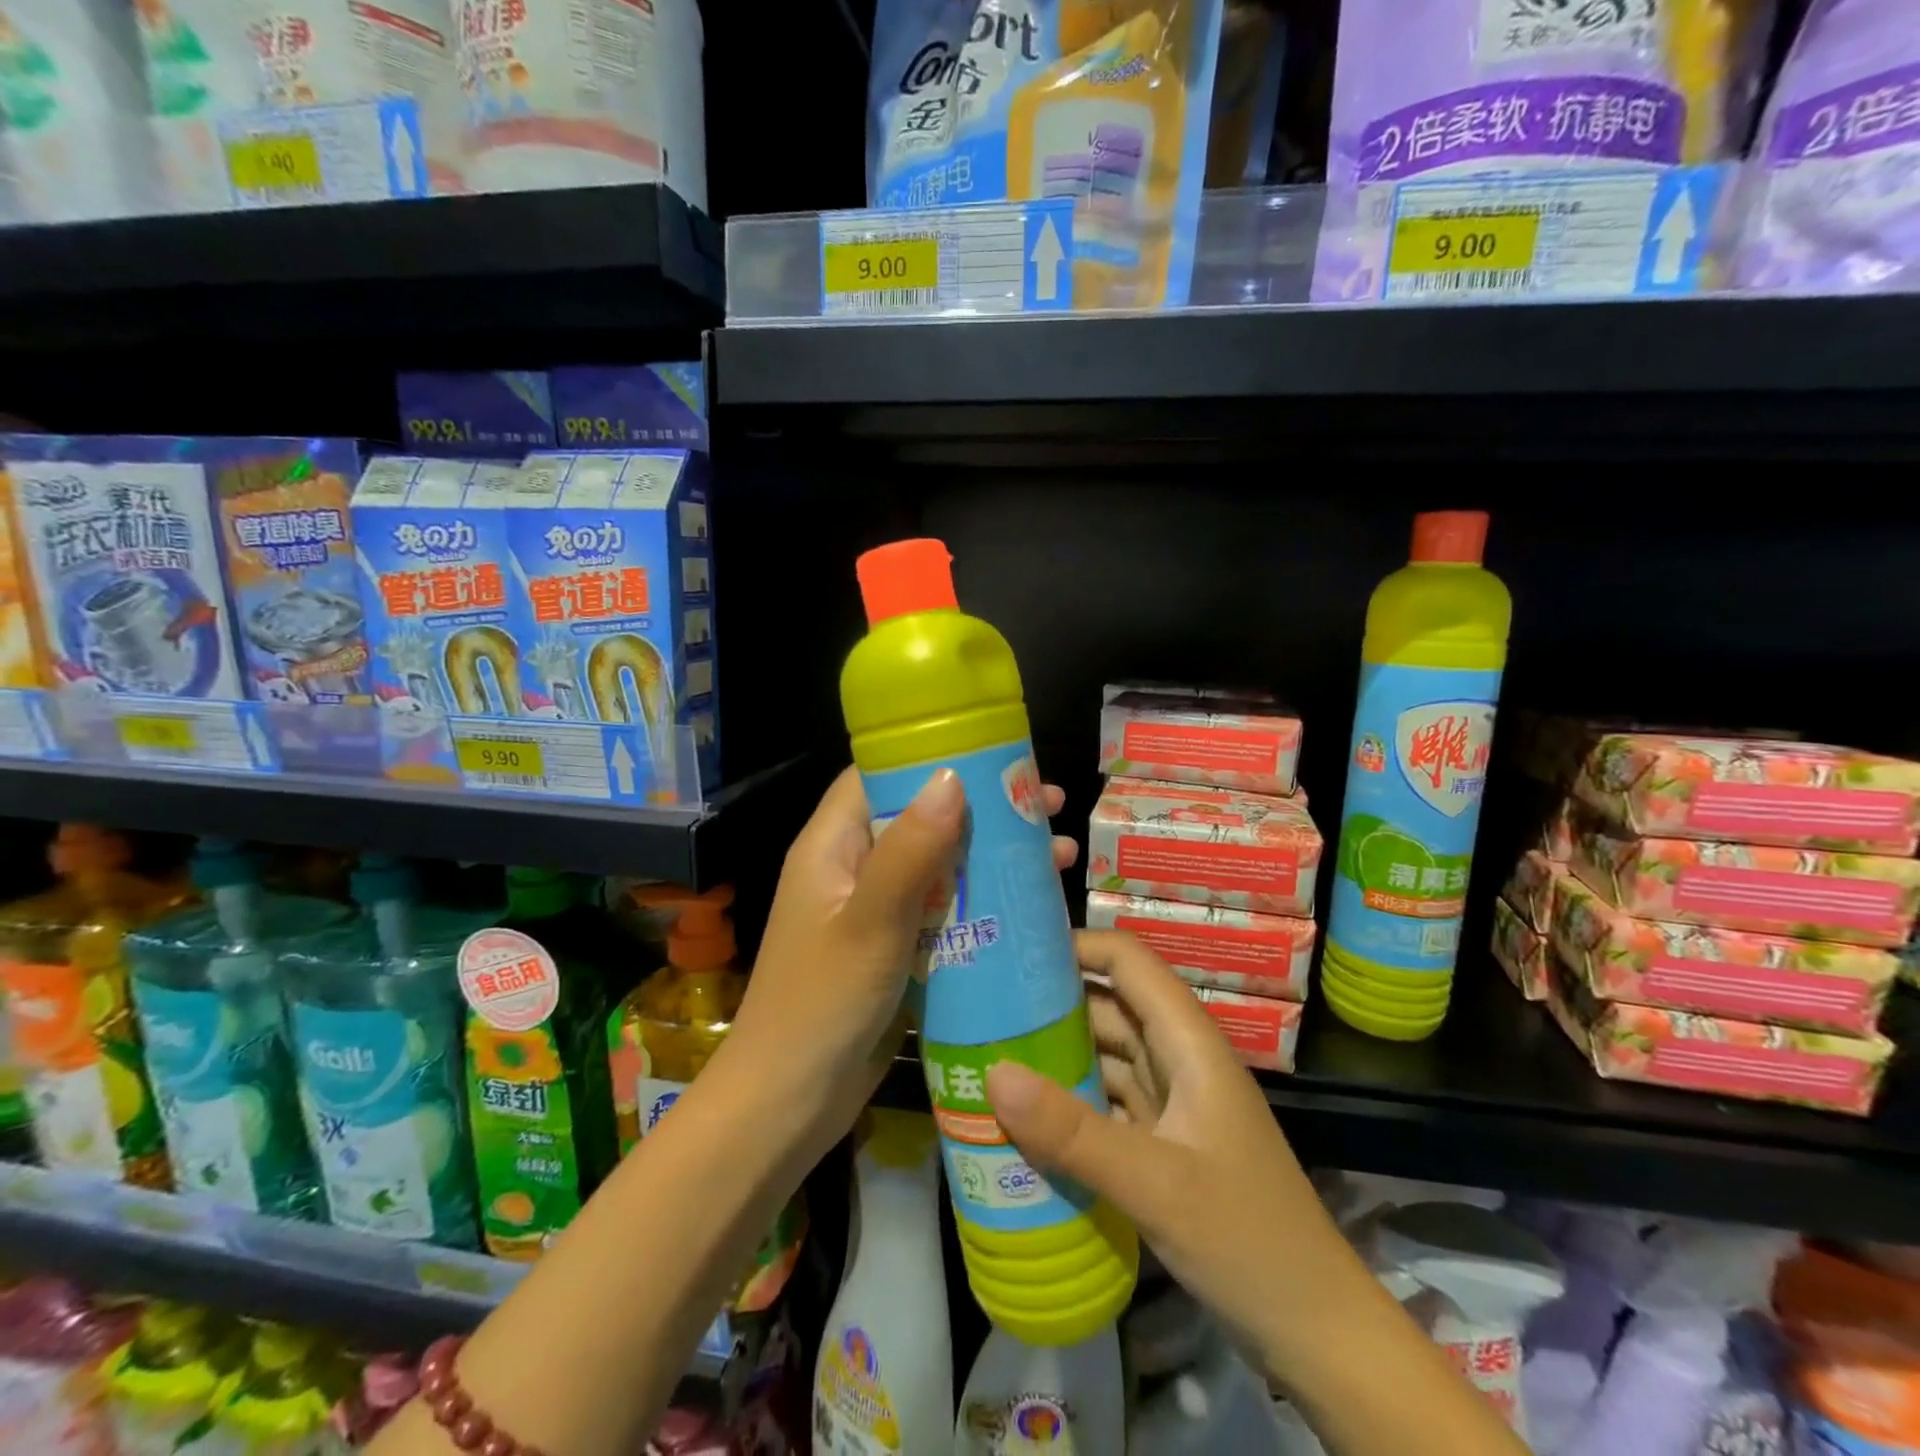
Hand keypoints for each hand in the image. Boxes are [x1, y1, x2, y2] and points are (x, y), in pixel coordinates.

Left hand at [724, 765, 1077, 1168]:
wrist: (789, 1104)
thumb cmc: (822, 1004)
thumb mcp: (870, 922)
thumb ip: (910, 851)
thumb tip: (952, 777)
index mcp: (832, 845)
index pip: (880, 775)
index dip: (934, 758)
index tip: (998, 756)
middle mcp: (852, 867)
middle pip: (921, 818)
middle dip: (982, 810)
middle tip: (1047, 806)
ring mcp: (873, 911)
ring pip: (938, 866)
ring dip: (991, 858)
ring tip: (1059, 854)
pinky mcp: (893, 950)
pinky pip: (942, 911)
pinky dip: (981, 903)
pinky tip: (1029, 908)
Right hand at [986, 930, 1330, 1373]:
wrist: (1317, 1335)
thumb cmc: (1248, 1241)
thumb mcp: (1156, 1184)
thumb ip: (1073, 1131)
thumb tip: (993, 1072)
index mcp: (1189, 1042)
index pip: (1129, 962)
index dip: (1077, 945)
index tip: (1013, 953)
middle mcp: (1178, 1060)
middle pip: (1109, 1007)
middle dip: (1049, 1003)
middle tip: (979, 1009)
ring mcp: (1171, 1105)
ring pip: (1103, 1058)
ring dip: (1053, 1057)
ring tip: (986, 1055)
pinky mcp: (1161, 1146)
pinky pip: (1104, 1107)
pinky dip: (1067, 1106)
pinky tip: (1023, 1119)